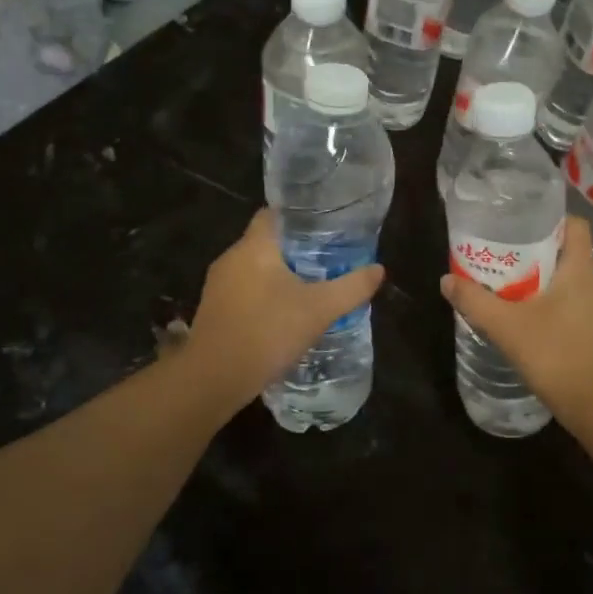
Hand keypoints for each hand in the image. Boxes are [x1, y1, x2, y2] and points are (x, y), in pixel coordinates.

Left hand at [184, 211, 385, 407]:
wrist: (214, 379)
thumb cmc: (268, 331)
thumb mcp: (320, 309)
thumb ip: (351, 287)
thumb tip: (379, 270)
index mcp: (254, 246)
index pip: (272, 214)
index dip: (297, 217)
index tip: (322, 227)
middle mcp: (231, 258)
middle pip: (265, 242)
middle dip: (293, 249)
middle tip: (325, 260)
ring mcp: (217, 286)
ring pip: (253, 269)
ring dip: (277, 276)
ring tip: (308, 287)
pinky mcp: (213, 311)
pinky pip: (243, 292)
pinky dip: (262, 296)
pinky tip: (282, 315)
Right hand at [440, 216, 592, 423]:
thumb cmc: (558, 355)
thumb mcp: (508, 326)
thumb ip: (475, 301)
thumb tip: (446, 280)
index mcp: (581, 268)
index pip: (573, 224)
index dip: (547, 218)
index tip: (516, 223)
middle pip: (564, 250)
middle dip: (532, 249)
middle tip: (498, 253)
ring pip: (565, 279)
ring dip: (536, 278)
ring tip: (503, 282)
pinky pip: (568, 303)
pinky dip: (545, 302)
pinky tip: (521, 316)